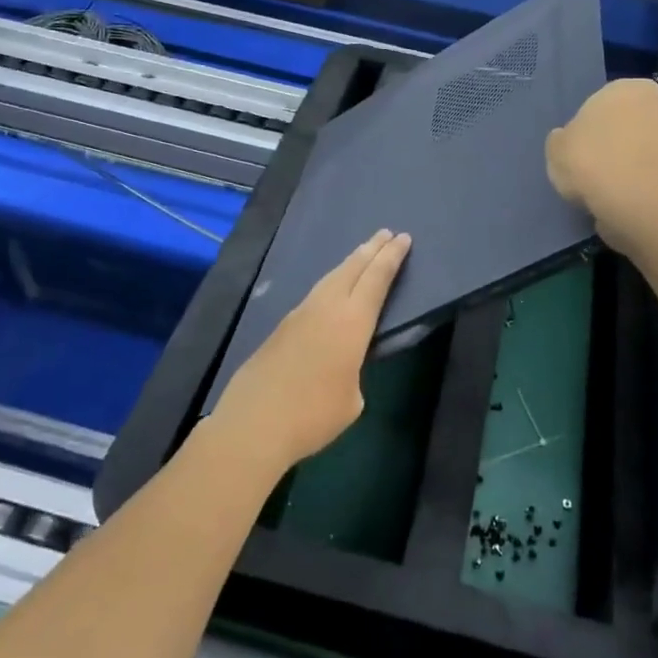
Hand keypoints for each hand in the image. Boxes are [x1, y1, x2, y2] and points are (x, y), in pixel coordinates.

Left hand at [213, 229, 412, 471]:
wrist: (254, 424)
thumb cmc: (313, 415)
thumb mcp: (351, 399)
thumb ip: (352, 371)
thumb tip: (339, 365)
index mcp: (351, 322)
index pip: (376, 279)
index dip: (391, 258)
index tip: (403, 238)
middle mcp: (326, 308)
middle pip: (352, 268)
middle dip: (372, 249)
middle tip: (386, 233)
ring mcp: (300, 314)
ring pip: (330, 278)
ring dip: (350, 263)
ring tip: (362, 254)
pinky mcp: (281, 327)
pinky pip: (315, 293)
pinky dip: (331, 282)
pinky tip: (331, 289)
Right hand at [546, 79, 657, 254]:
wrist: (642, 206)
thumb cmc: (593, 163)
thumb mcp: (556, 149)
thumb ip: (563, 140)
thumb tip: (569, 142)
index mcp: (628, 89)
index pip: (603, 102)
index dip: (588, 127)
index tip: (579, 149)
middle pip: (627, 125)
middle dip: (614, 144)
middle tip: (592, 169)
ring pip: (642, 152)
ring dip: (628, 167)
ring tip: (606, 193)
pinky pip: (652, 177)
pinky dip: (640, 188)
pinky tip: (623, 204)